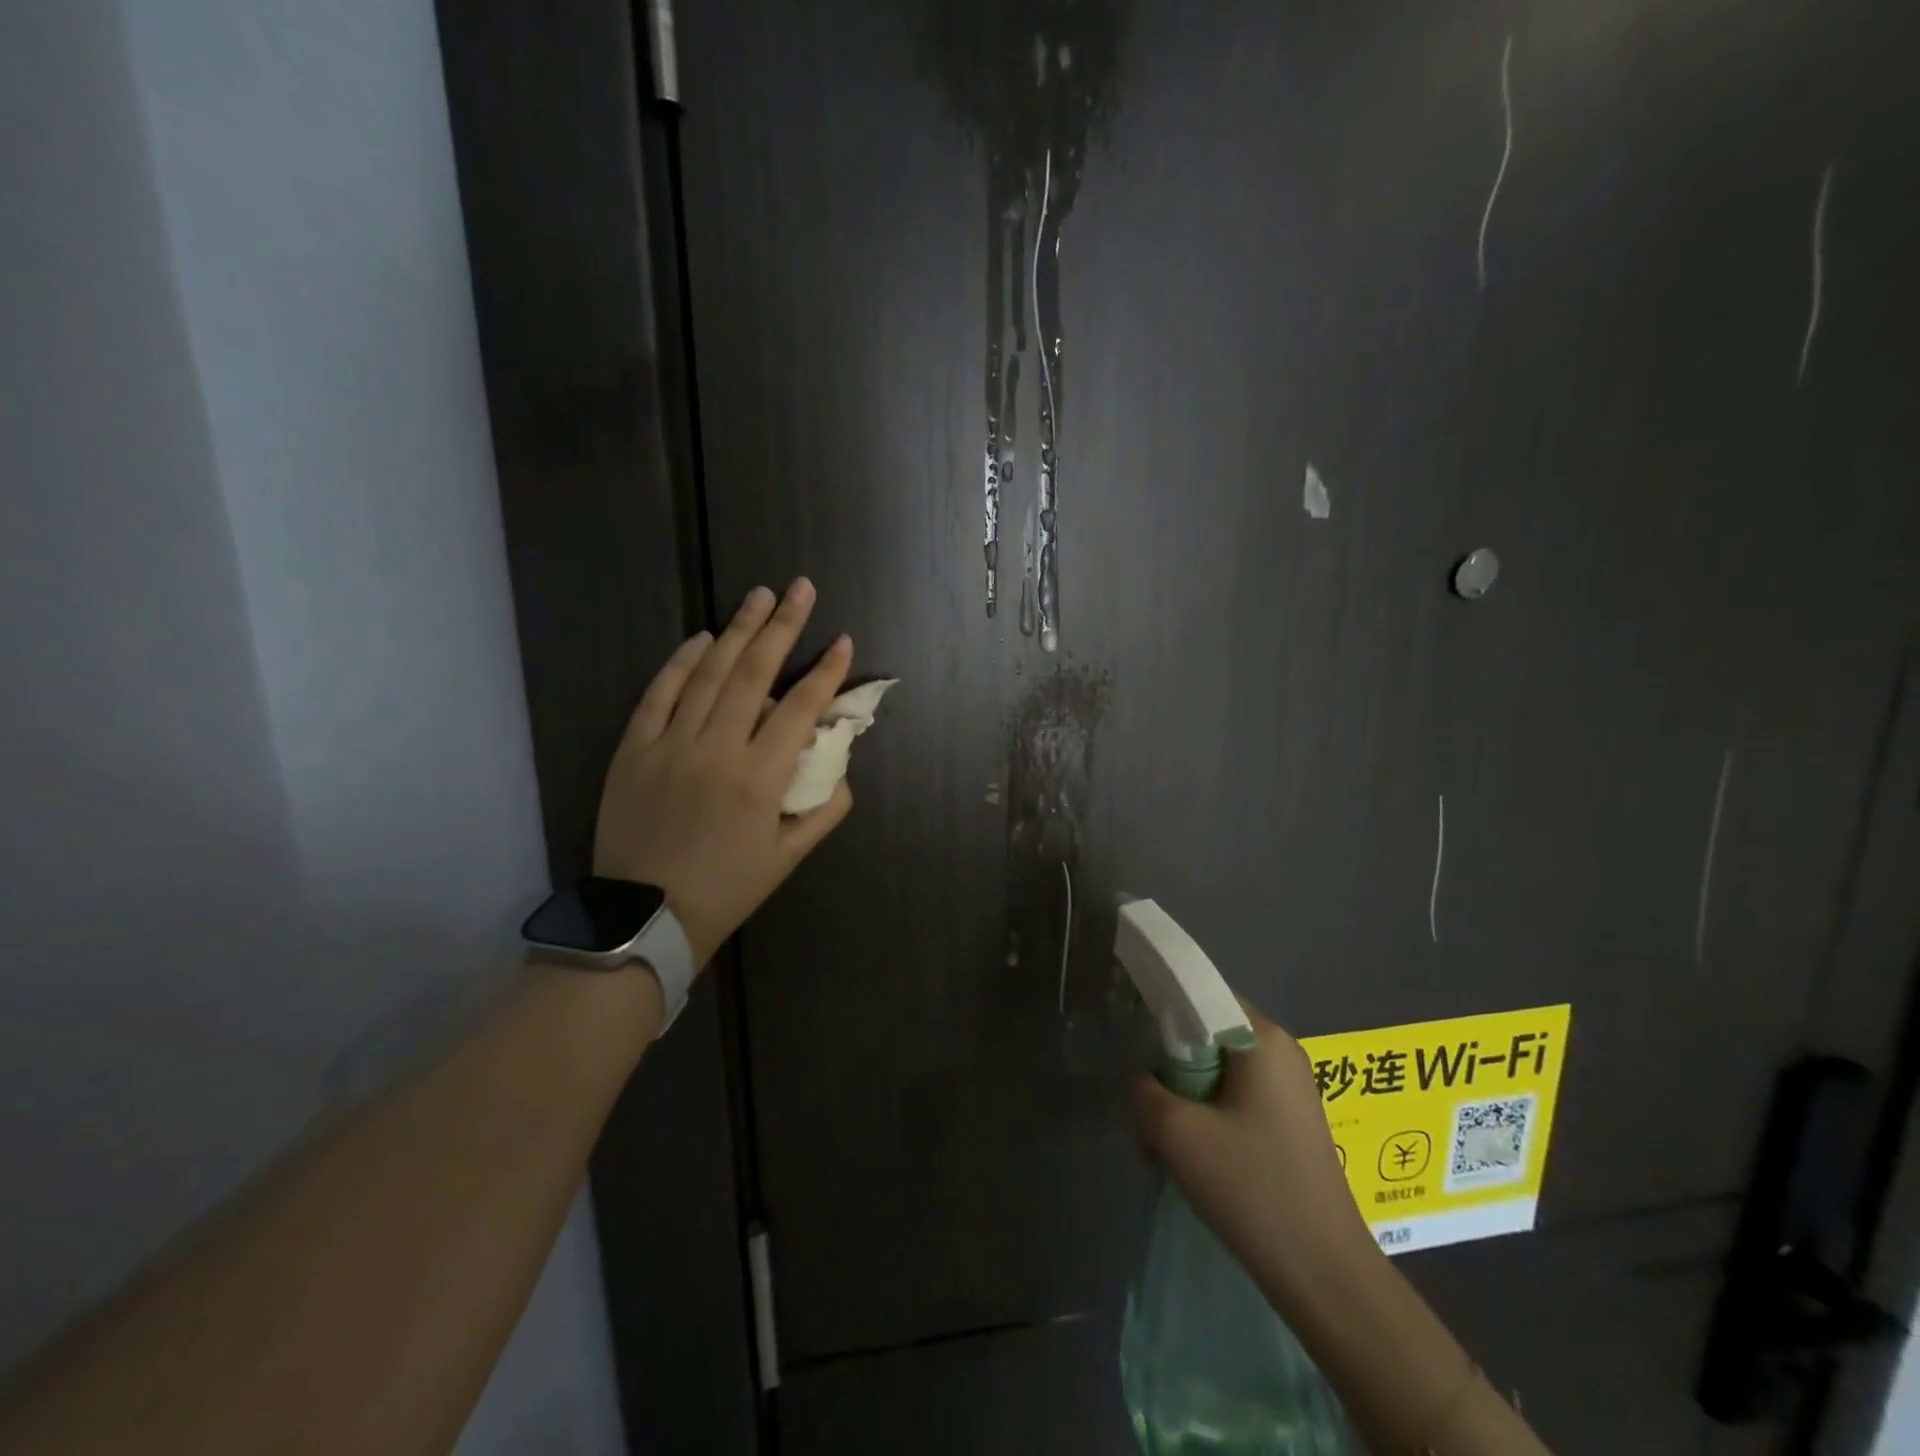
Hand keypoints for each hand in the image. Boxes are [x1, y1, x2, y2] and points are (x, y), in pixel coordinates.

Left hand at [592, 579, 853, 967]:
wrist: (644, 916)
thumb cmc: (727, 888)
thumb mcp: (789, 857)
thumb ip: (825, 808)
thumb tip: (840, 763)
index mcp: (760, 778)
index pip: (800, 708)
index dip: (826, 672)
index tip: (843, 641)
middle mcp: (716, 750)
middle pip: (754, 673)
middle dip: (782, 625)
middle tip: (800, 588)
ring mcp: (670, 745)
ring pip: (708, 673)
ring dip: (736, 630)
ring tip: (759, 596)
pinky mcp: (634, 749)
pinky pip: (659, 694)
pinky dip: (681, 662)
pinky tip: (702, 638)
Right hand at [1134, 1001, 1380, 1313]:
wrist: (1325, 1275)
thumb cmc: (1252, 1187)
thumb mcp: (1176, 1133)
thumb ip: (1144, 1089)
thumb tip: (1144, 1082)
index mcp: (1263, 1039)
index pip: (1203, 994)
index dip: (1163, 1008)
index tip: (1131, 1036)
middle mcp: (1282, 1052)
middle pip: (1208, 1035)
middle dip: (1169, 1067)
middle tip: (1145, 1106)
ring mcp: (1291, 1090)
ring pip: (1218, 1071)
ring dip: (1184, 1098)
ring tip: (1160, 1141)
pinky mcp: (1291, 1123)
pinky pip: (1236, 1098)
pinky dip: (1207, 1116)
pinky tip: (1191, 1157)